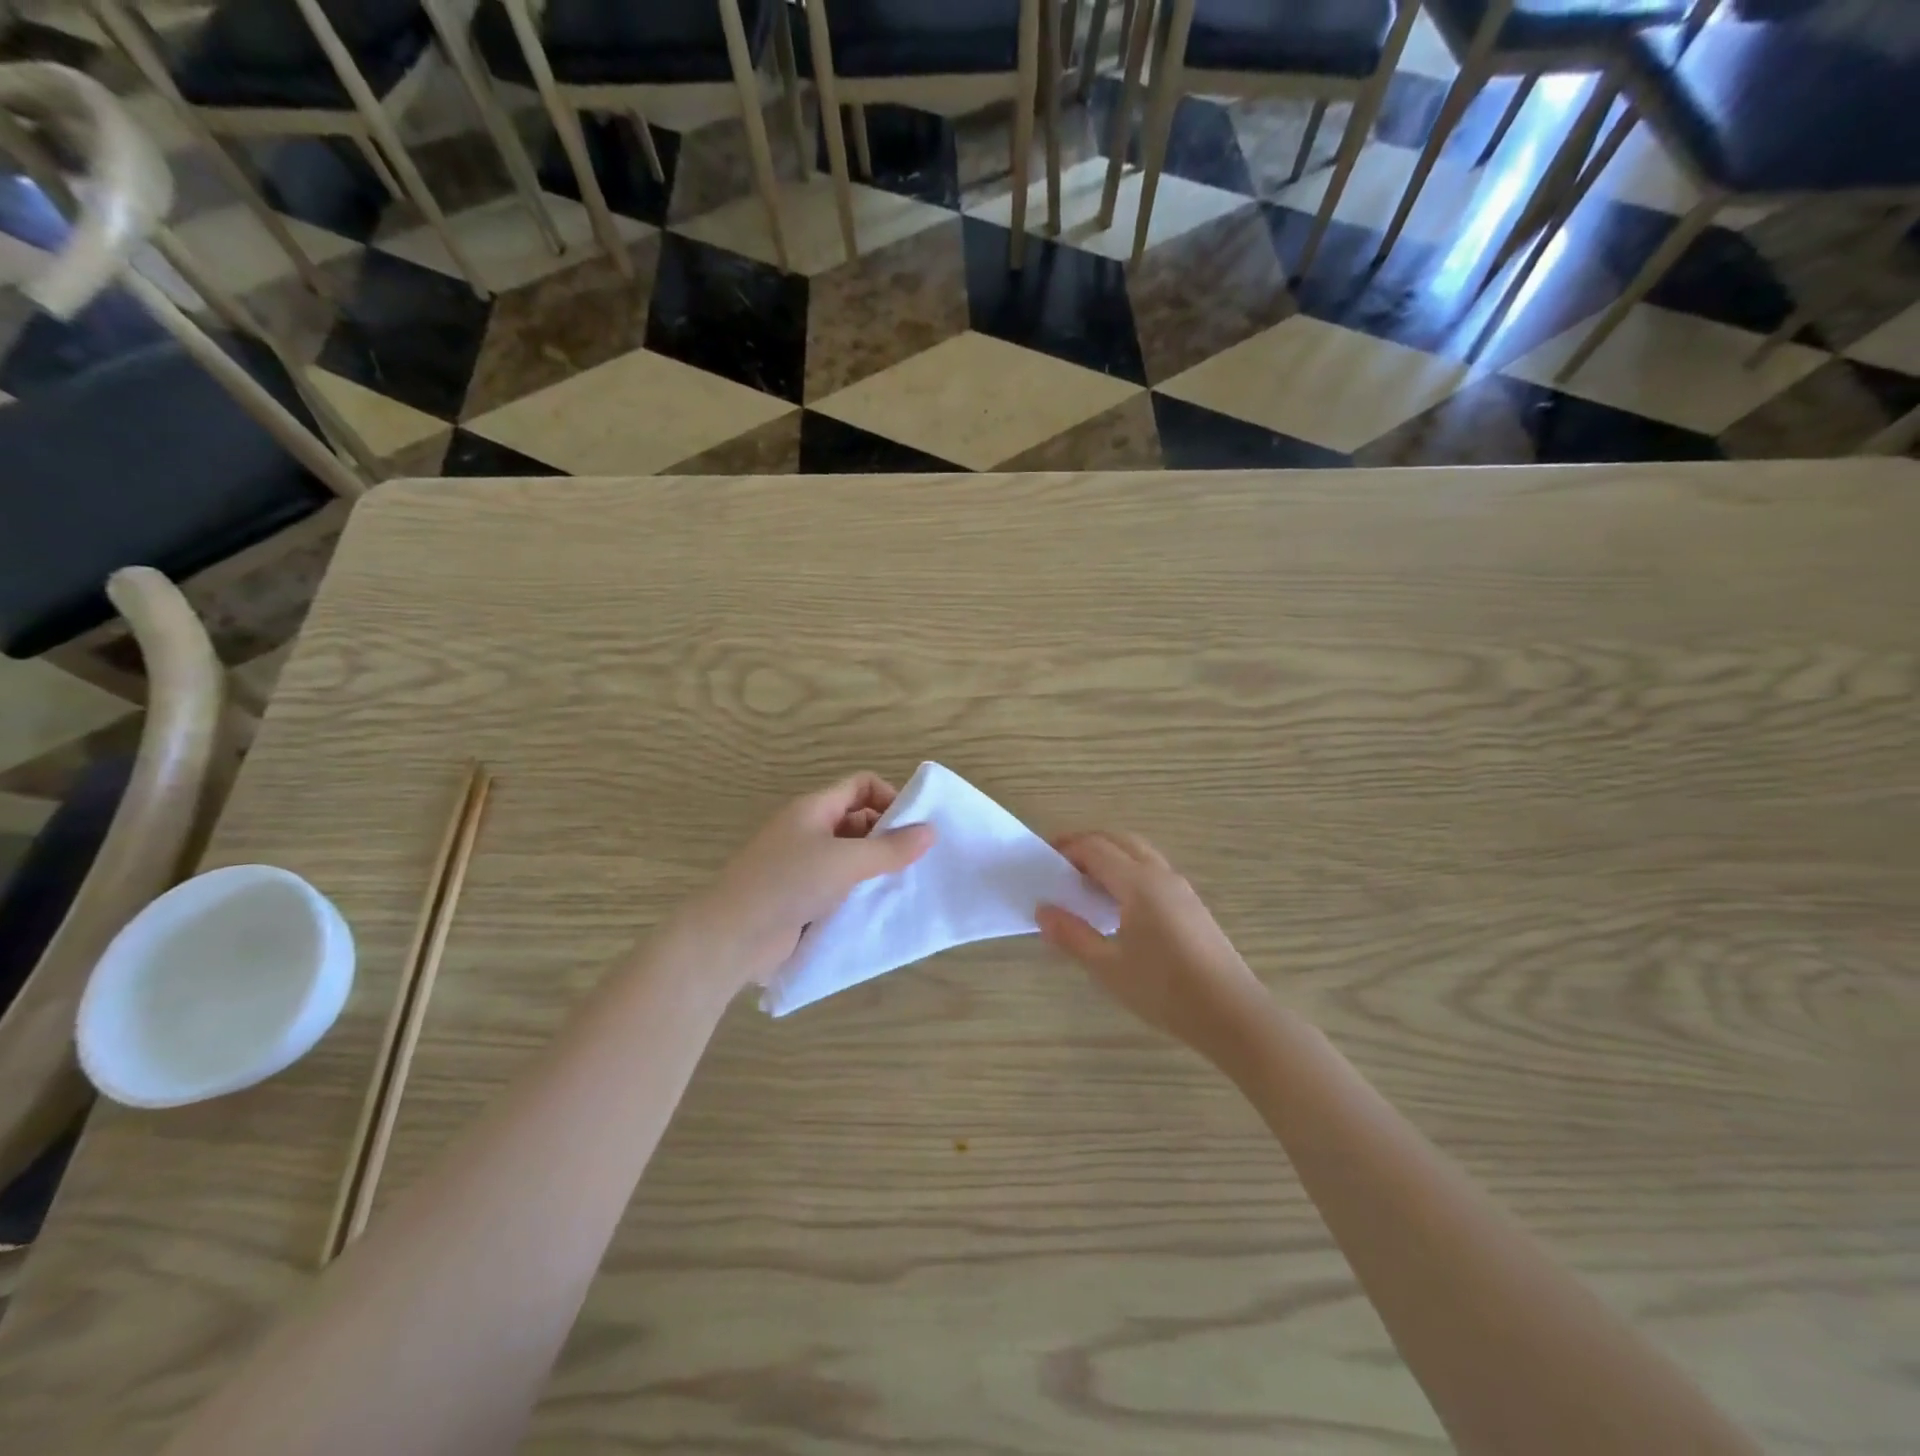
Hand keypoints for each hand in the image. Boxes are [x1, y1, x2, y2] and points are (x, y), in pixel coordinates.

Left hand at [679, 773, 934, 992]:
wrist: (732, 936)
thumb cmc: (789, 884)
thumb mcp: (846, 861)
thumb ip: (890, 848)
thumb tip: (929, 832)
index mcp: (814, 808)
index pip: (861, 785)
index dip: (889, 797)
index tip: (913, 827)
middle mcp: (808, 830)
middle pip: (858, 819)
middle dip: (887, 835)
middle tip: (914, 861)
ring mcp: (802, 864)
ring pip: (849, 855)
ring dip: (874, 866)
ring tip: (901, 885)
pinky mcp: (800, 896)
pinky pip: (837, 885)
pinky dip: (857, 891)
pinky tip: (877, 907)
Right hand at [1037, 831, 1264, 1060]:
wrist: (1232, 1014)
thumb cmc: (1165, 990)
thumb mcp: (1109, 968)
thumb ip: (1073, 935)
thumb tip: (1043, 910)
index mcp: (1138, 884)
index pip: (1095, 848)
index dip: (1067, 848)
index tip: (1043, 860)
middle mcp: (1160, 875)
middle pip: (1119, 841)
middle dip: (1088, 844)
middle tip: (1061, 864)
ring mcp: (1180, 888)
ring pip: (1139, 853)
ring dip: (1110, 856)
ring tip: (1085, 883)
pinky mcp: (1192, 905)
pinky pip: (1153, 870)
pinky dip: (1128, 870)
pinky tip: (1118, 904)